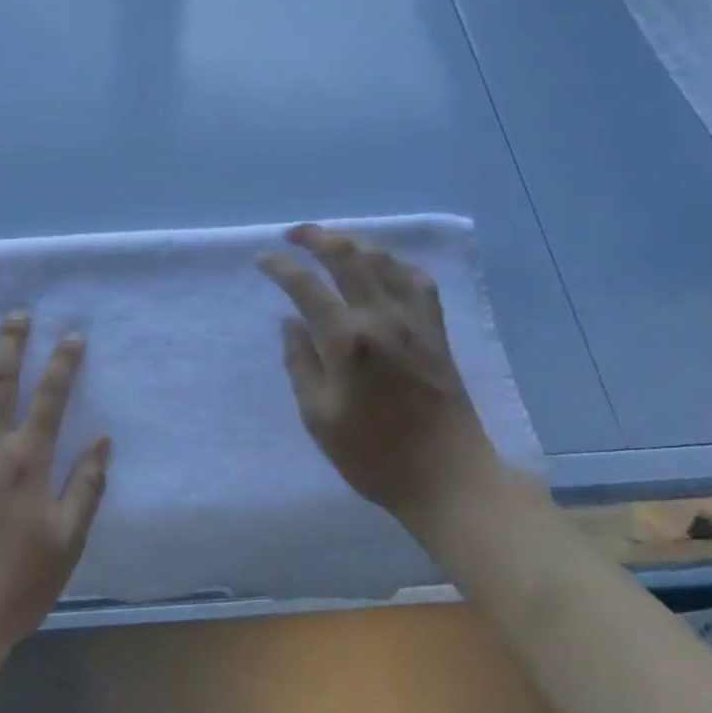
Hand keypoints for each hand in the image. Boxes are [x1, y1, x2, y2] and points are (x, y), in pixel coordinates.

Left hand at [0, 313, 109, 655]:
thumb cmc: (17, 582)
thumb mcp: (68, 540)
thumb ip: (87, 485)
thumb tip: (103, 438)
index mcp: (28, 459)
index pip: (51, 397)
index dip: (63, 363)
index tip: (72, 336)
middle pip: (0, 381)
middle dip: (10, 343)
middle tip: (15, 313)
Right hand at [259, 224, 498, 536]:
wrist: (448, 477)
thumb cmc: (374, 455)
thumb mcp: (319, 417)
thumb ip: (300, 363)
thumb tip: (290, 323)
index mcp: (346, 339)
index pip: (305, 285)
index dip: (280, 266)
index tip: (262, 259)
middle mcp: (381, 316)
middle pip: (347, 256)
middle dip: (316, 237)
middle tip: (292, 235)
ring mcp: (414, 319)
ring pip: (382, 259)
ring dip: (352, 242)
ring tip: (330, 243)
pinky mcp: (436, 330)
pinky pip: (416, 279)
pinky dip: (394, 263)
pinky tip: (382, 267)